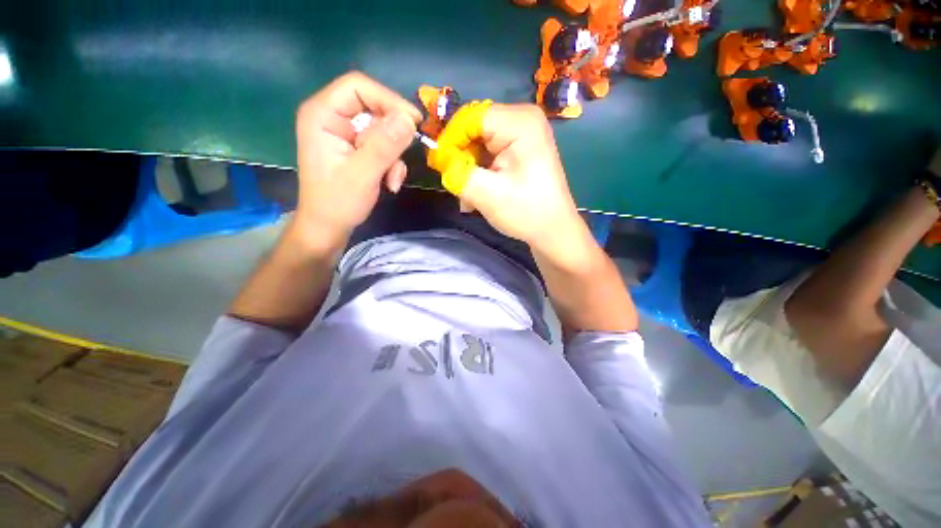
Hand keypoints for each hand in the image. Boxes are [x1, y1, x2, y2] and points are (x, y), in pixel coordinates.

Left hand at [294, 72, 421, 247]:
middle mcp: (333, 118)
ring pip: (383, 130)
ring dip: (394, 156)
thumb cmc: (337, 203)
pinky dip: (392, 164)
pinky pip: (383, 145)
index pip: (358, 87)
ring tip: (392, 180)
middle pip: (374, 108)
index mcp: (322, 114)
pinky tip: (389, 183)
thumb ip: (384, 146)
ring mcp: (345, 134)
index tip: (413, 123)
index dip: (388, 100)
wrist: (329, 227)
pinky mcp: (356, 148)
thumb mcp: (362, 175)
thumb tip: (409, 120)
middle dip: (393, 138)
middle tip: (402, 159)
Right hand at [437, 103, 588, 262]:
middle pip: (474, 128)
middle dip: (461, 158)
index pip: (469, 117)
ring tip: (469, 197)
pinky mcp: (520, 148)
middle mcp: (522, 119)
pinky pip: (489, 152)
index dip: (450, 140)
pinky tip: (479, 193)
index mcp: (519, 122)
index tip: (440, 166)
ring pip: (478, 143)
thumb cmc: (526, 212)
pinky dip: (480, 172)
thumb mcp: (486, 194)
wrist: (553, 230)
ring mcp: (522, 133)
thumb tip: (437, 158)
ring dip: (469, 169)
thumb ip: (457, 173)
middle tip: (456, 185)